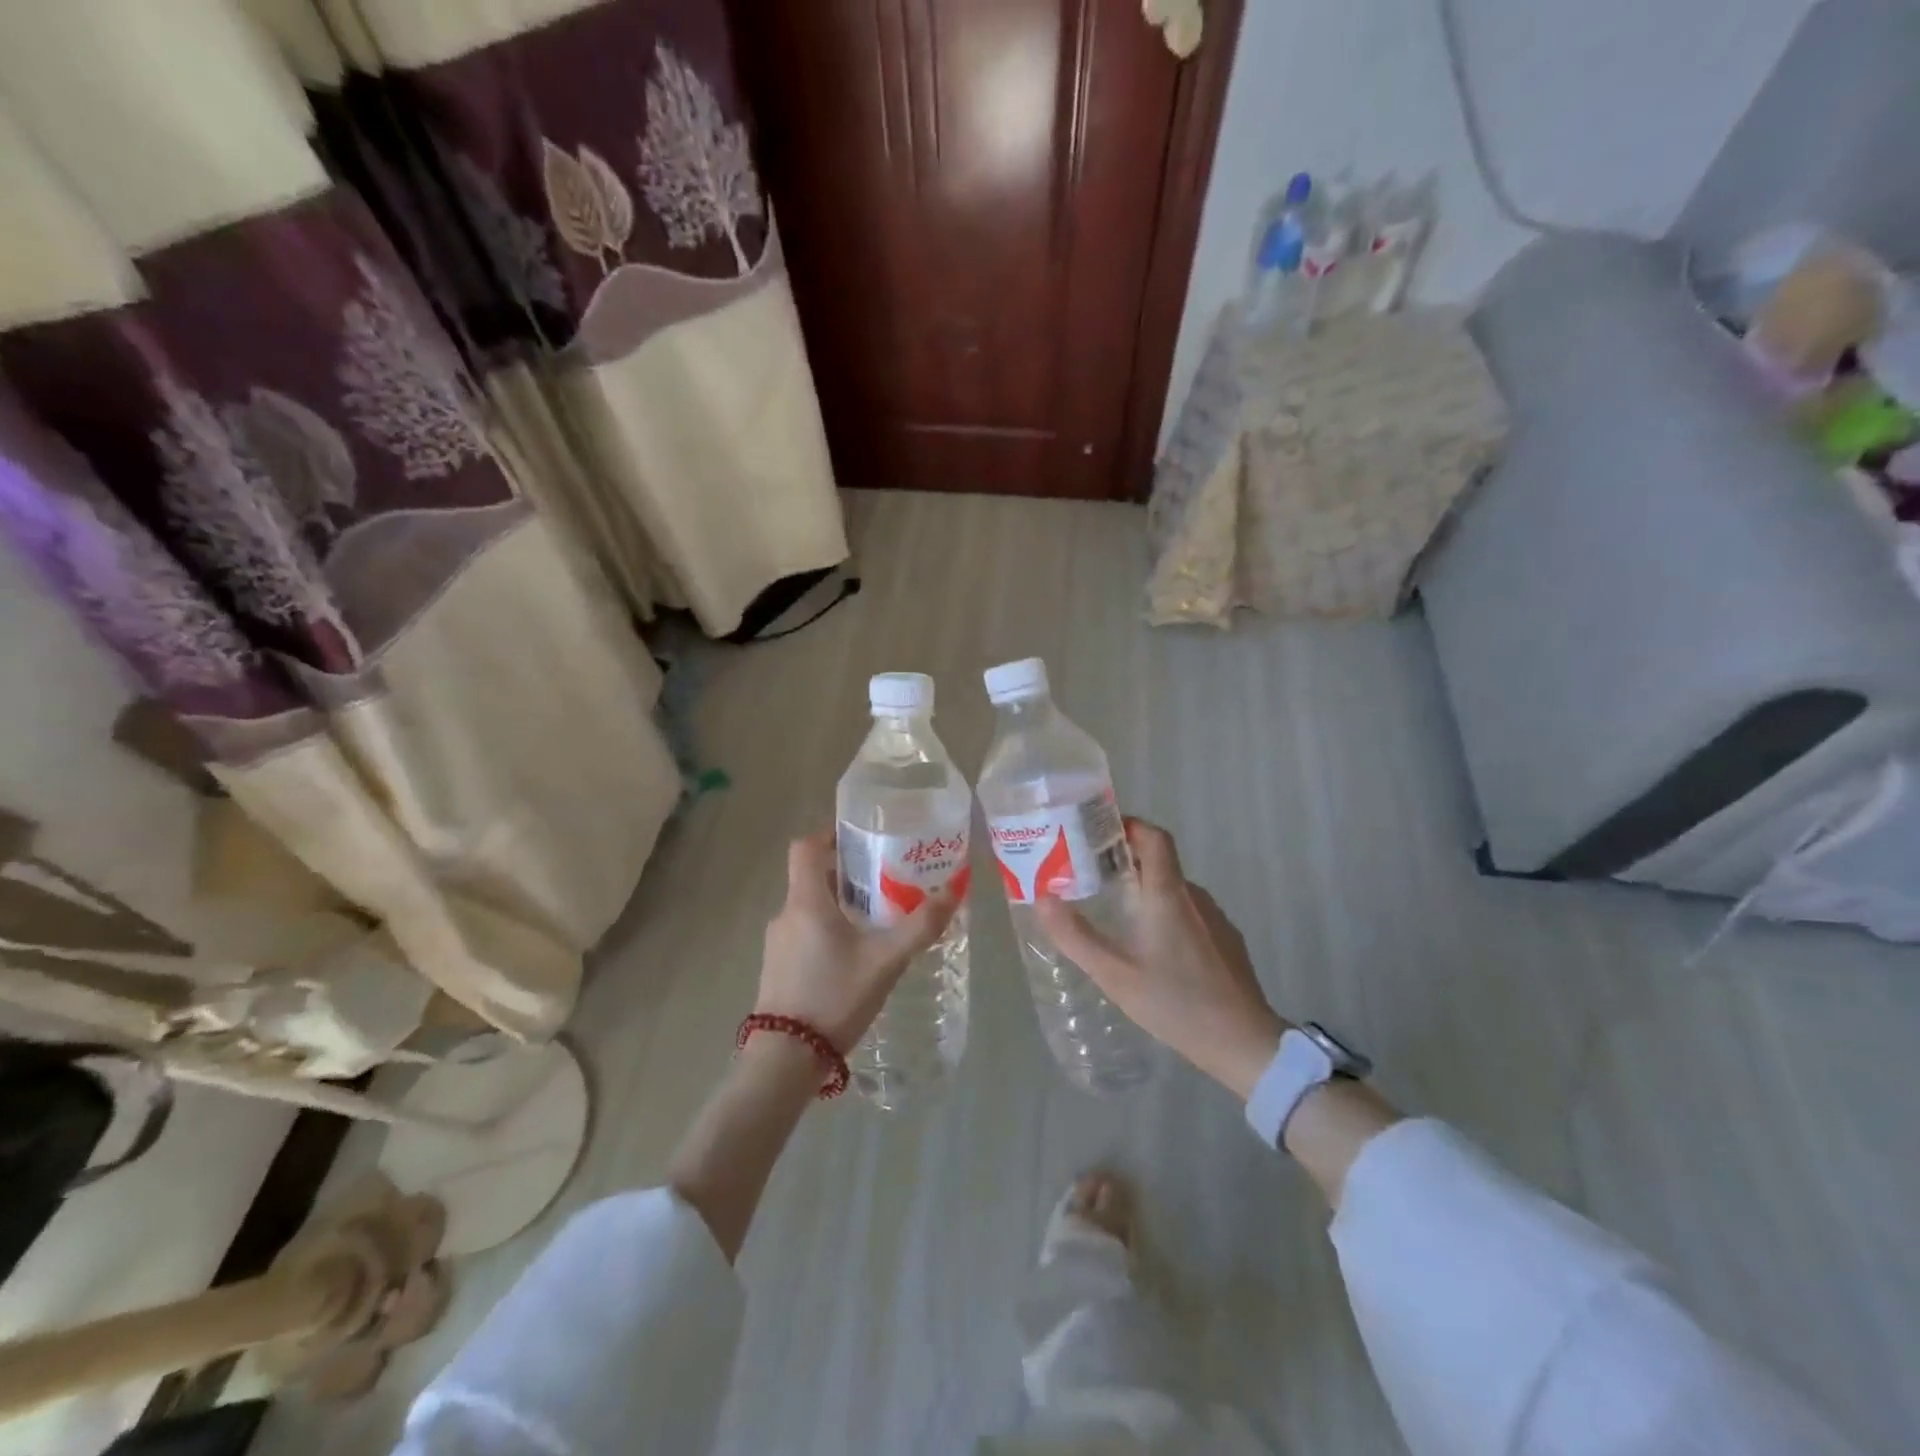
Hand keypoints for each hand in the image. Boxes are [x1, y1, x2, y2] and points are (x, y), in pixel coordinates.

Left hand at [756, 829, 961, 1052]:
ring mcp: (778, 943)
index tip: (861, 839)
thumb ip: (921, 926)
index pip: (806, 847)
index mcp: (806, 901)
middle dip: (848, 874)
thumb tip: (955, 889)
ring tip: (876, 919)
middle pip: (813, 877)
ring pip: (810, 907)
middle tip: (885, 880)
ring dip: (840, 905)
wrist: (785, 1060)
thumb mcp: (886, 960)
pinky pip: (805, 933)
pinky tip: (855, 956)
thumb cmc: (835, 997)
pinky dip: (828, 930)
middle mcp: (786, 914)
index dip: (830, 835)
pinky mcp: (777, 968)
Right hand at [1037, 819, 1286, 1098]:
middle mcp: (1195, 897)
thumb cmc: (1176, 1003)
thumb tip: (1042, 898)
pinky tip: (1151, 948)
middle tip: (1091, 877)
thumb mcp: (1115, 975)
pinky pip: (1190, 912)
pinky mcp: (1226, 941)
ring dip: (1145, 890)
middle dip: (1125, 861)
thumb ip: (1076, 936)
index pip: (1154, 836)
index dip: (1128, 825)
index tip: (1097, 834)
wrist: (1244, 1044)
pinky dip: (1165, 913)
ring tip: (1114, 913)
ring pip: (1174, 890)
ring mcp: (1215, 919)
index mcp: (1168, 894)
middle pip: (1160, 861)